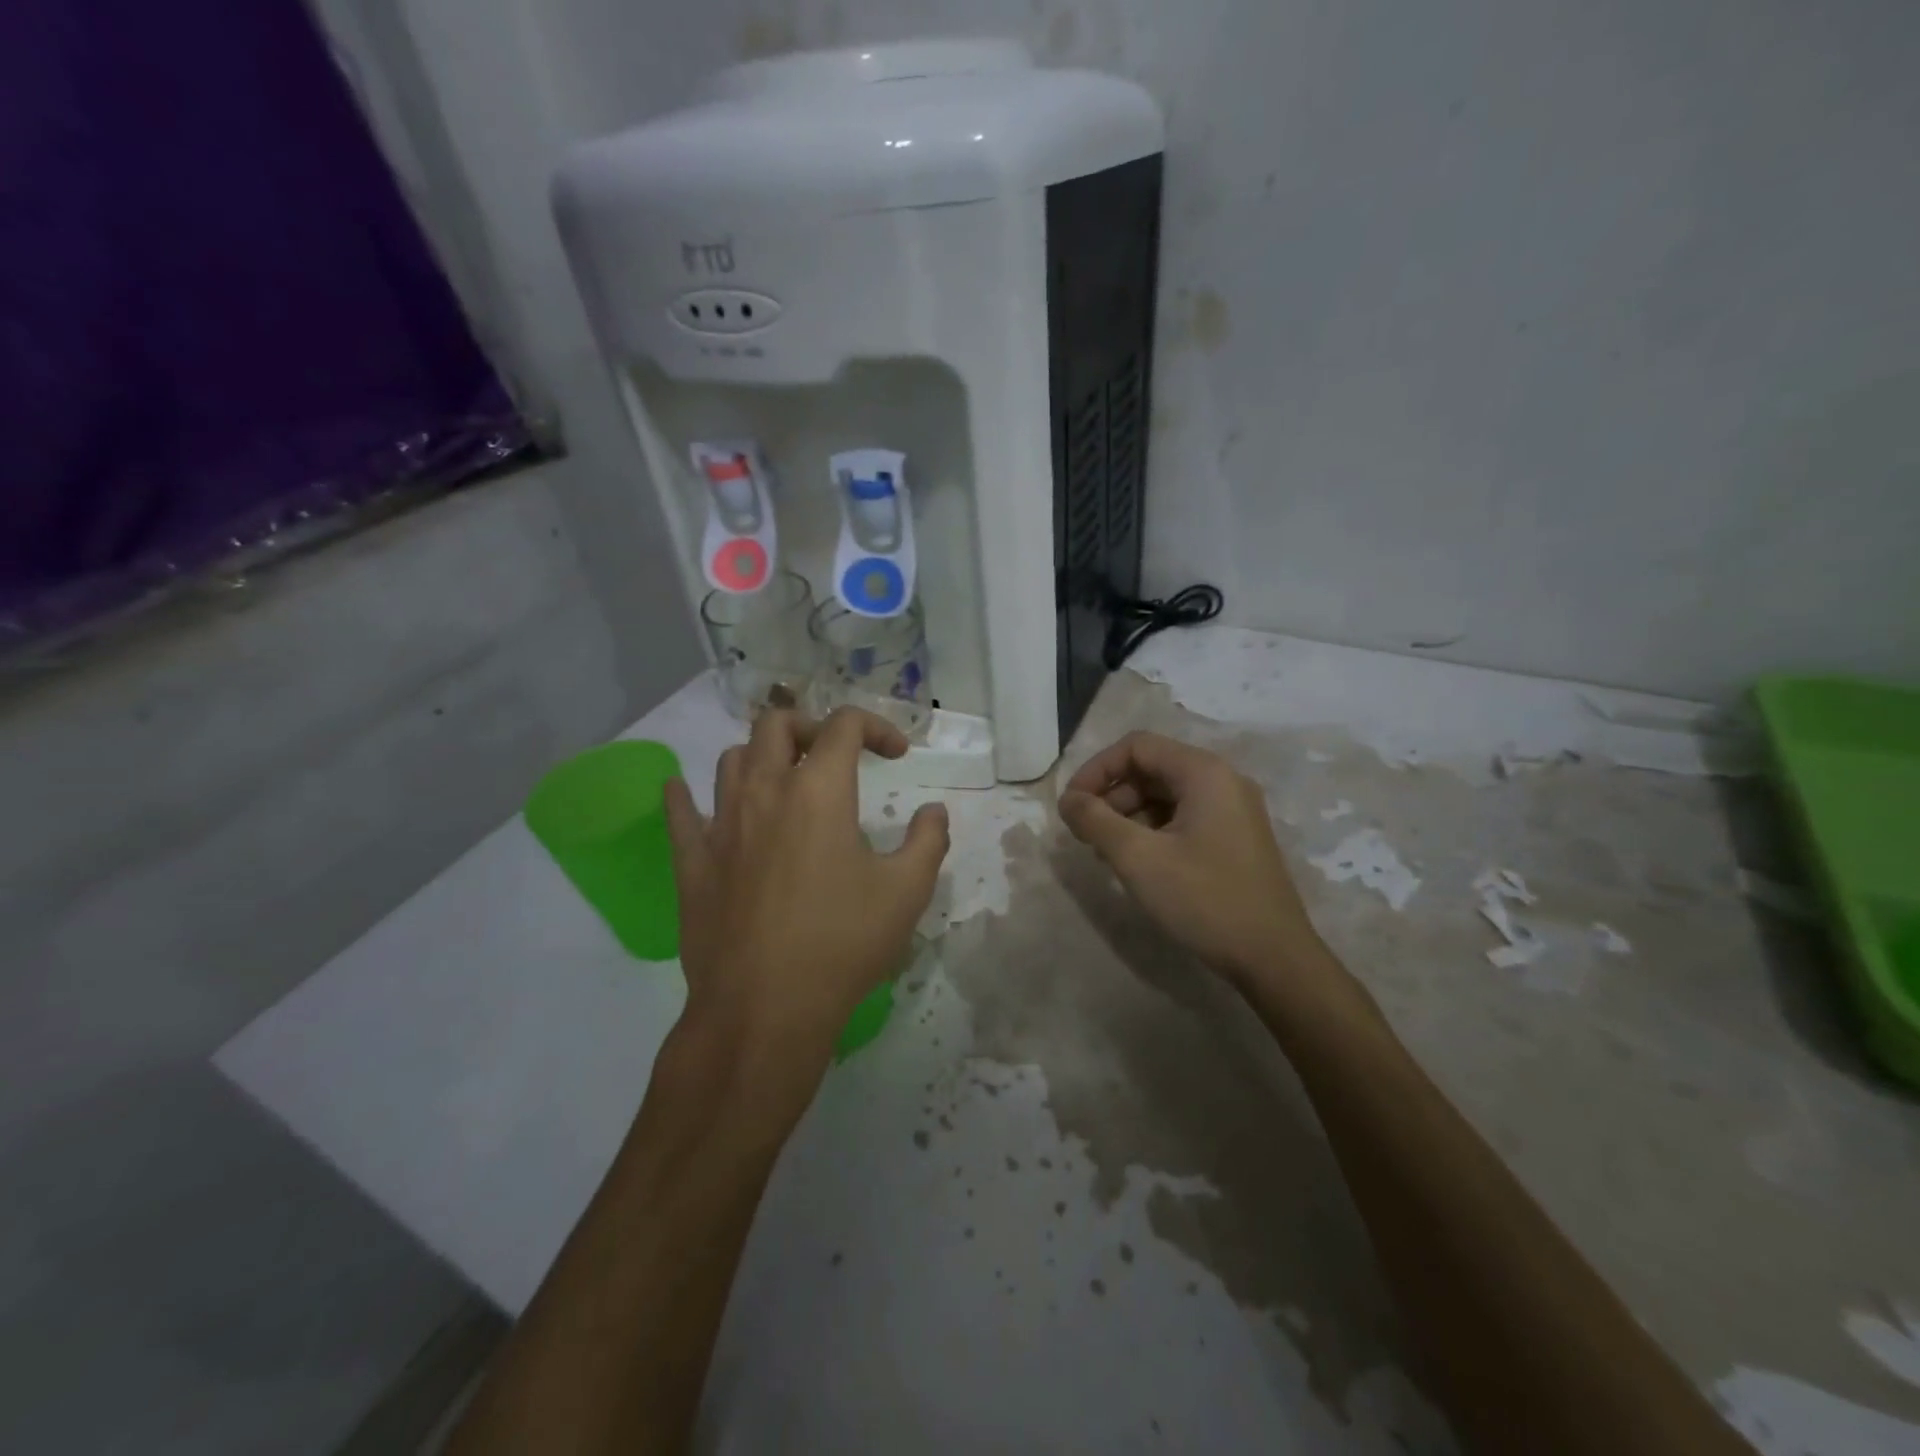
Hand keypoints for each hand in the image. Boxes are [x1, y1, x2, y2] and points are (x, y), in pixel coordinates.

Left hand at [663, 707, 949, 1068]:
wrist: (764, 1008)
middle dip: (811, 728)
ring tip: (782, 781)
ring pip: (732, 759)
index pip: (843, 725)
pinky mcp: (692, 862)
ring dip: (761, 756)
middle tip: (833, 758)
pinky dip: (685, 794)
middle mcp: (765, 792)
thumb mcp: (907, 892)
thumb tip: (934, 811)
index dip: (876, 727)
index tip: (896, 756)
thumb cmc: (842, 943)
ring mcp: (721, 824)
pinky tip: (685, 793)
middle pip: (777, 724)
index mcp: (819, 791)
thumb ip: (928, 841)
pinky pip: (679, 811)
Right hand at [1058, 731, 1329, 990]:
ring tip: (1107, 852)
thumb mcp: (1139, 858)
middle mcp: (1223, 780)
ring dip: (1129, 815)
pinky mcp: (1235, 837)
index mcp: (1204, 773)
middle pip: (1152, 768)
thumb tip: (1068, 800)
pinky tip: (1138, 863)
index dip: (1096, 770)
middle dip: (1111, 795)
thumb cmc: (1205, 900)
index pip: (1136, 747)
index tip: (1071, 806)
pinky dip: (1153, 830)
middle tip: (1086, 833)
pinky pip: (1184, 817)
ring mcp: (1233, 810)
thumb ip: (1095, 821)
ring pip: (1166, 795)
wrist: (1274, 959)